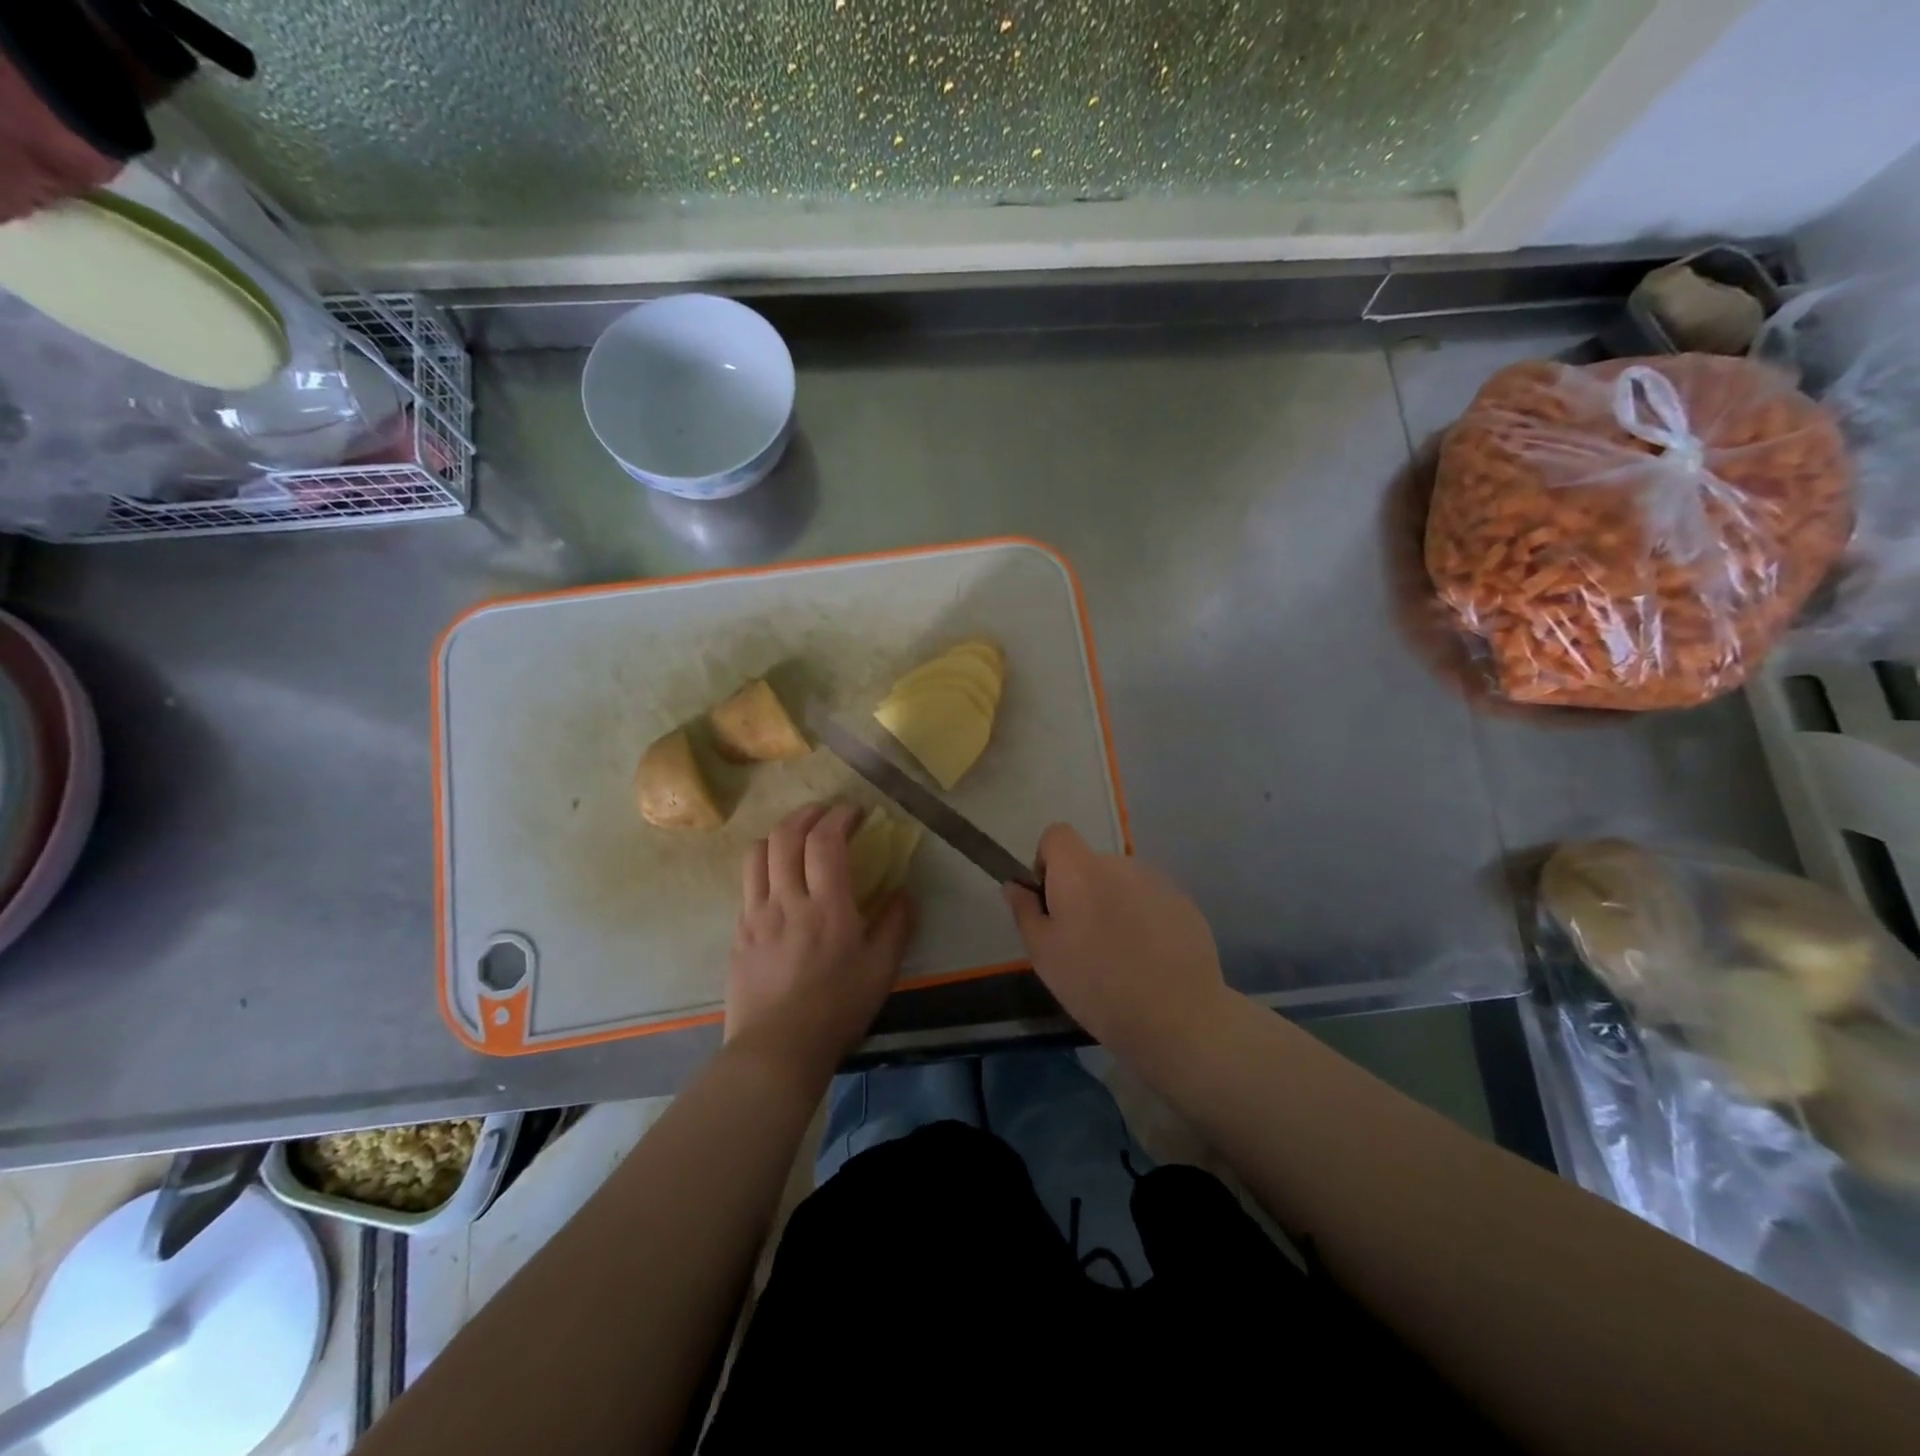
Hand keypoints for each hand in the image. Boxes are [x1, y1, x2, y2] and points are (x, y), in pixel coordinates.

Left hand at [726, 803, 914, 1078]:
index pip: (825, 841)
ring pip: (757, 854)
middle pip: (784, 837)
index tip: (854, 812)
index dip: (839, 817)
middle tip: (824, 814)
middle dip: (806, 814)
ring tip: (796, 837)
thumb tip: (904, 892)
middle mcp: (786, 900)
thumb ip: (896, 925)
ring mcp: (756, 915)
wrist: (776, 1051)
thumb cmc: (836, 1010)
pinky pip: (747, 885)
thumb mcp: (881, 971)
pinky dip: (764, 866)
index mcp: (826, 906)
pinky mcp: (738, 933)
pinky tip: (778, 880)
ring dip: (778, 834)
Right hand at [1005, 824, 1230, 1063]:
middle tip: (1083, 940)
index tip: (1050, 902)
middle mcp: (1119, 864)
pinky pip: (1151, 900)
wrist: (1176, 1016)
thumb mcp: (1044, 955)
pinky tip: (1150, 959)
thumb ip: (1025, 911)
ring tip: (1120, 954)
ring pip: (1122, 883)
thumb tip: (1014, 885)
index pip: (1057, 835)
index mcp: (1079, 870)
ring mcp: (1157, 882)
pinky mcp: (1185, 903)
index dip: (1047, 862)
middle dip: (1082, 891)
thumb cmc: (1096, 984)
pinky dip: (1144, 919)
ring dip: (1114, 904)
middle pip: (1090, 863)